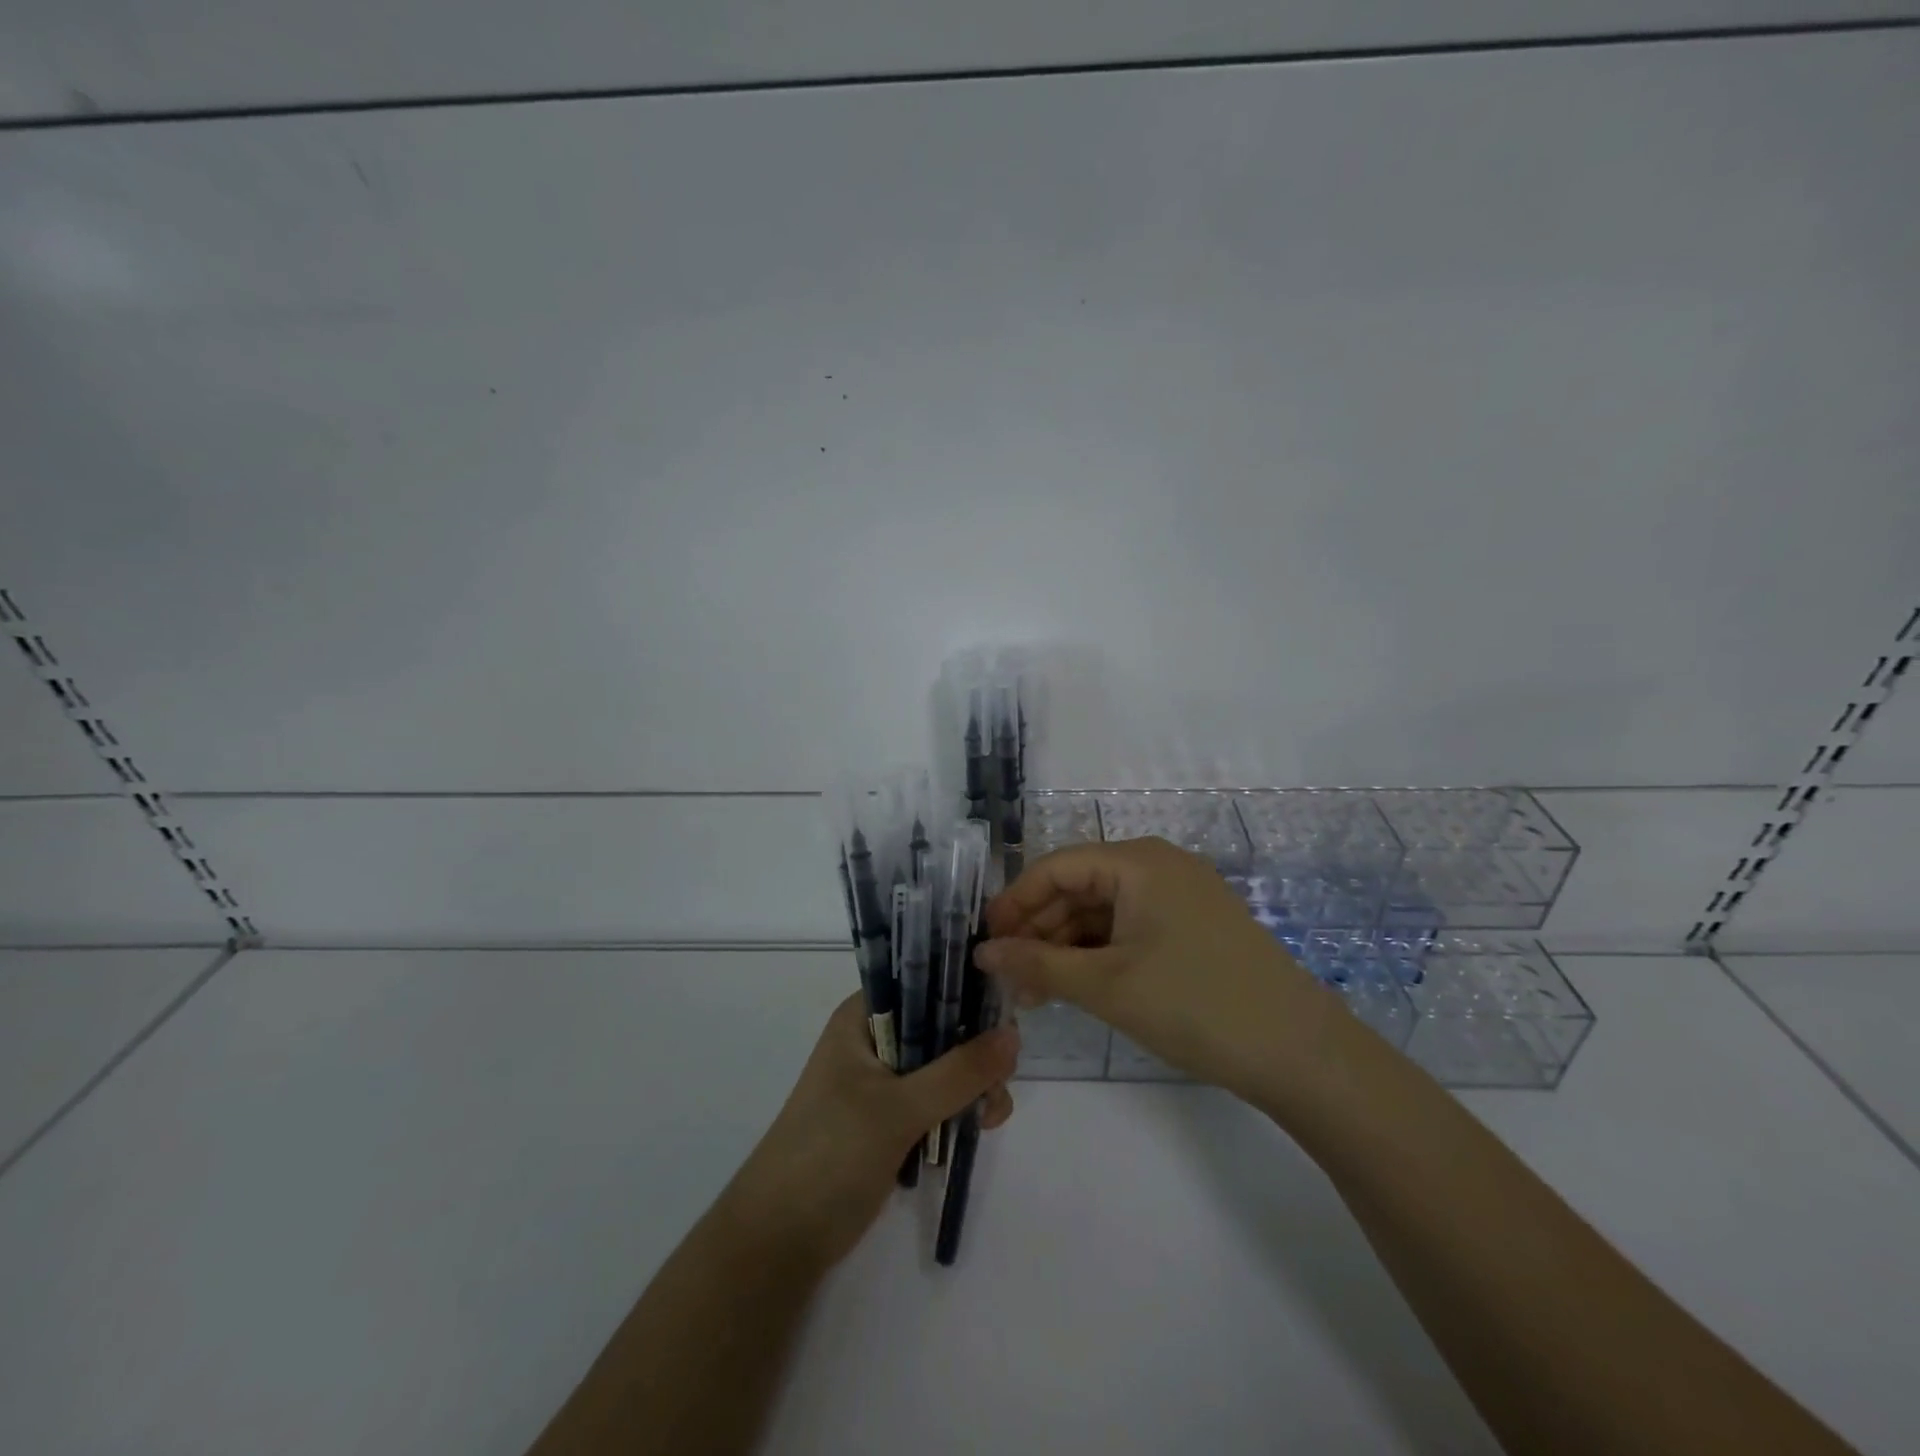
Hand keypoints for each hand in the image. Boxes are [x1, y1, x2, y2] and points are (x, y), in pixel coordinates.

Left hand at [723, 993, 1017, 1268]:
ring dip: (972, 1083)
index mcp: (863, 1017)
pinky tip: (980, 1127)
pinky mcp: (889, 1119)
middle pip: (939, 1024)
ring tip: (992, 1114)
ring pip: (942, 1065)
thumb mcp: (898, 1109)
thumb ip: (959, 1072)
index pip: (921, 980)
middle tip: (1003, 1078)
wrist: (780, 1241)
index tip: (1004, 1011)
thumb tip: (1014, 1033)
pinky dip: (959, 1109)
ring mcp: (881, 1082)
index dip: (964, 988)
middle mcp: (873, 1039)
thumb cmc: (830, 1155)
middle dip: (975, 1047)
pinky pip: (935, 1099)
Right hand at [976, 837, 1331, 1103]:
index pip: (1057, 867)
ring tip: (1035, 992)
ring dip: (1066, 947)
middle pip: (1080, 887)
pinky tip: (1076, 987)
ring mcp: (1181, 896)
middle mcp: (1159, 866)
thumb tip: (983, 952)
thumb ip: (1038, 963)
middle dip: (1040, 930)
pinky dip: (1099, 955)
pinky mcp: (1195, 927)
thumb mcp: (1105, 985)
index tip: (986, 942)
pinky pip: (1131, 928)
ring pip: (1104, 911)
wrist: (1300, 1052)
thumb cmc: (1194, 1004)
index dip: (1015, 902)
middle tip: (1009, 977)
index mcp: (1138, 861)